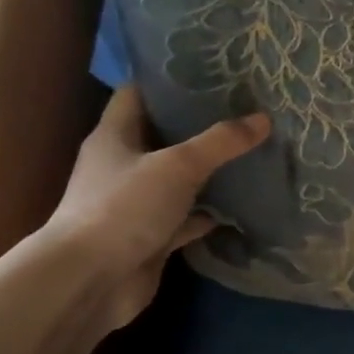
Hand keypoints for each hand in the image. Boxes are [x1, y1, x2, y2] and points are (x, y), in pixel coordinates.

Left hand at [43, 85, 269, 332]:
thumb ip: (221, 142)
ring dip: (209, 171)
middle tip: (243, 110)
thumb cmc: (124, 207)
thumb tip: (263, 119)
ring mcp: (136, 204)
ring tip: (251, 151)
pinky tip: (243, 205)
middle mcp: (122, 165)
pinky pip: (187, 218)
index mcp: (114, 136)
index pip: (137, 94)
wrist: (90, 281)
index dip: (168, 81)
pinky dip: (211, 213)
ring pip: (179, 179)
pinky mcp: (151, 237)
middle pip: (163, 136)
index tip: (209, 72)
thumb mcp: (178, 165)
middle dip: (199, 125)